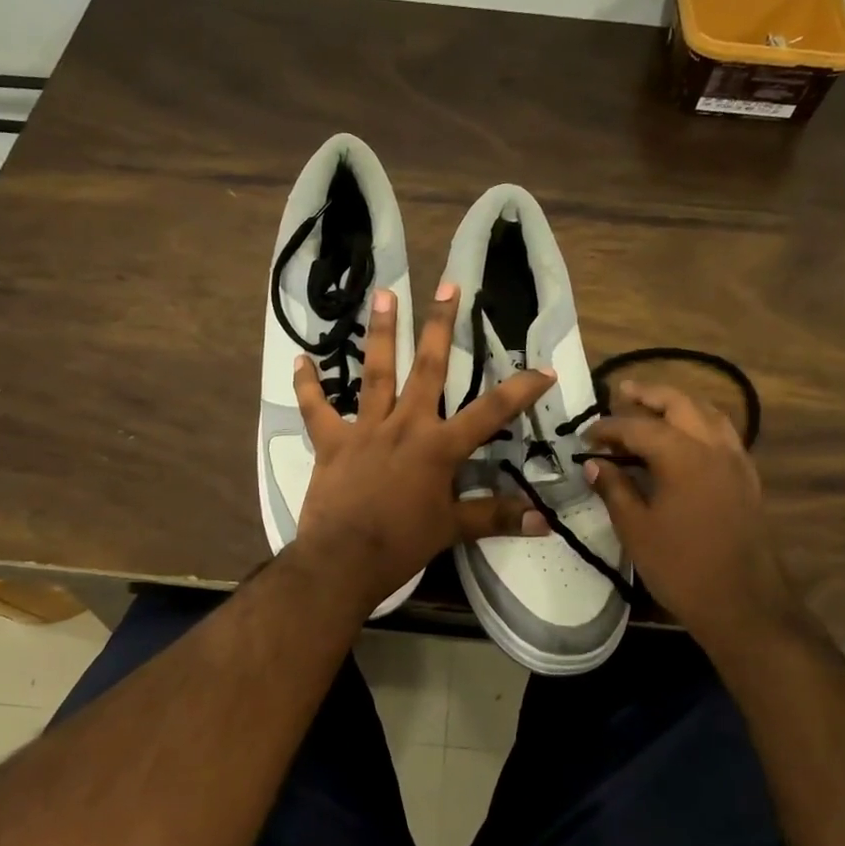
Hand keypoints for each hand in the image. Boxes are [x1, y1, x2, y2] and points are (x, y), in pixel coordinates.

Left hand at [288, 282, 554, 615]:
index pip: (490, 412)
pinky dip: (308, 385)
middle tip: (447, 285)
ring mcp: (365, 429)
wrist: (343, 559)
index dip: (520, 390)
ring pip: (376, 372)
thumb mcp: (452, 529)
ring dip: (382, 332)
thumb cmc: (402, 544)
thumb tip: (542, 521)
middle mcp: (405, 425)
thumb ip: (496, 517)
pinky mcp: (331, 441)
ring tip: (384, 294)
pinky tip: (300, 359)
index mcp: (439, 447)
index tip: (544, 368)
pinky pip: (316, 408)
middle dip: (441, 326)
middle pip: (428, 367)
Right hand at [582, 381, 802, 642]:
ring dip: (678, 403)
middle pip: (680, 403)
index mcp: (682, 456)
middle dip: (649, 394)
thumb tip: (594, 465)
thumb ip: (614, 489)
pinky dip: (700, 422)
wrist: (743, 603)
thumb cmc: (681, 567)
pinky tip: (685, 437)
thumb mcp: (636, 529)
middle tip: (622, 391)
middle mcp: (713, 447)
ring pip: (707, 413)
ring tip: (653, 406)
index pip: (638, 427)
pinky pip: (723, 433)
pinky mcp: (747, 477)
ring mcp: (736, 460)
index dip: (608, 427)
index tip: (586, 435)